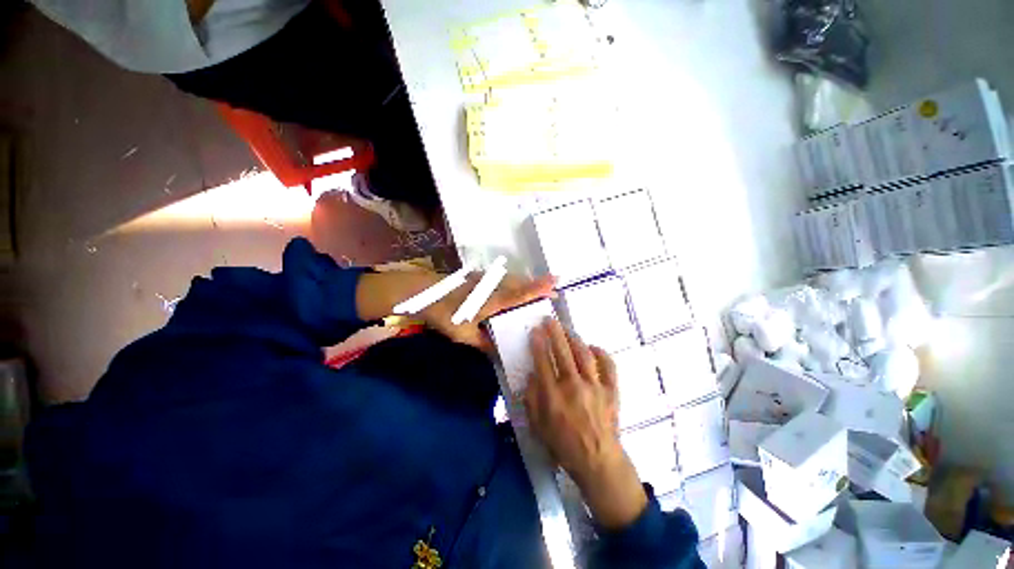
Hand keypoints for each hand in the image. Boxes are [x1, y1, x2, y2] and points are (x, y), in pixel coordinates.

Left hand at [356, 269, 555, 350]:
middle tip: (555, 290)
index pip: (520, 293)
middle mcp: (493, 287)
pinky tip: (516, 290)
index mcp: (492, 300)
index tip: (556, 281)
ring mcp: (486, 280)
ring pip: (513, 279)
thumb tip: (498, 354)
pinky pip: (504, 279)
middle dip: (539, 285)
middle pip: (521, 283)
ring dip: (528, 283)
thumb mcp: (463, 335)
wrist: (425, 293)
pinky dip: (516, 283)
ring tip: (540, 290)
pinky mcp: (480, 278)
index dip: (539, 287)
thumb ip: (483, 344)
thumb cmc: (445, 314)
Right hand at [524, 319, 647, 528]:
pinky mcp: (611, 390)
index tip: (535, 331)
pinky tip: (593, 347)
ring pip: (583, 354)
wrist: (598, 461)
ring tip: (567, 330)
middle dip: (554, 332)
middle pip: (562, 352)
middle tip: (549, 320)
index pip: (543, 361)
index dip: (538, 343)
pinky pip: (608, 366)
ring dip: (574, 339)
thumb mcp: (538, 426)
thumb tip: (531, 375)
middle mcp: (573, 386)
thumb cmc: (564, 445)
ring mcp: (595, 386)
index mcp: (553, 396)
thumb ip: (532, 398)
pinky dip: (601, 353)